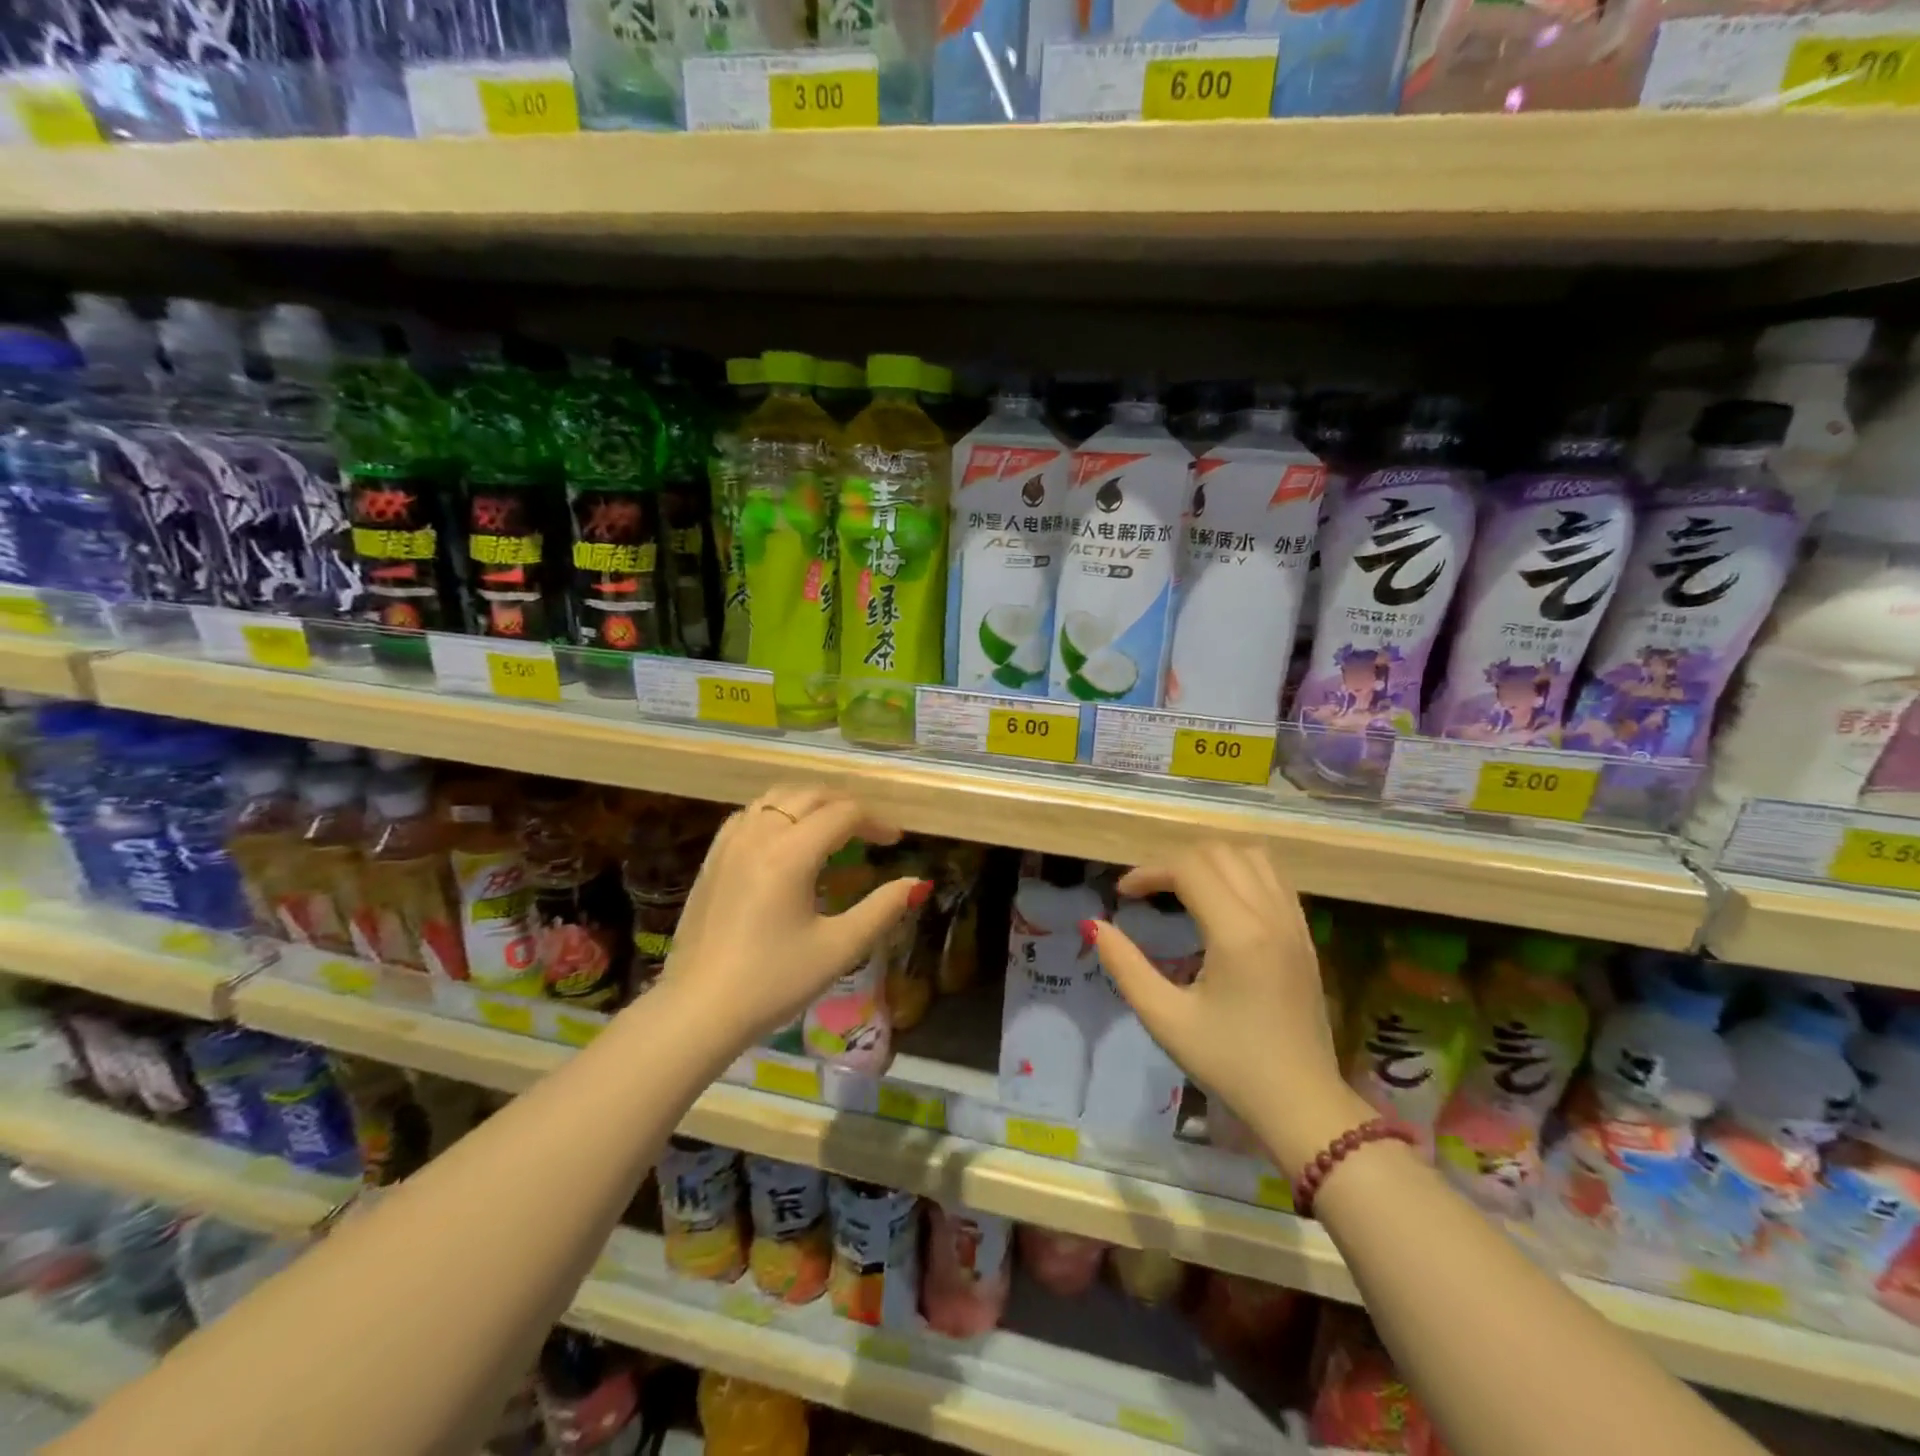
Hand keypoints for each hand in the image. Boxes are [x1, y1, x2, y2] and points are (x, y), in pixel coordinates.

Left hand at [653, 784, 927, 1049]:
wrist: (698, 1010)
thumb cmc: (773, 982)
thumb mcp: (838, 949)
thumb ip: (882, 909)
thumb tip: (917, 883)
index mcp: (791, 853)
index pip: (843, 814)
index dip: (876, 822)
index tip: (895, 842)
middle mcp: (759, 835)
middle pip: (810, 796)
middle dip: (846, 805)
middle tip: (870, 830)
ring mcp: (730, 844)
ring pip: (777, 798)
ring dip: (811, 802)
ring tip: (832, 826)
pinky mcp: (712, 858)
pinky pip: (750, 814)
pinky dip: (777, 812)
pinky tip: (785, 836)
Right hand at [1090, 843, 1371, 1172]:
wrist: (1301, 1104)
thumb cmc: (1230, 1064)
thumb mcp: (1166, 1019)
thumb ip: (1125, 967)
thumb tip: (1095, 925)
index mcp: (1237, 934)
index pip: (1189, 867)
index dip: (1148, 872)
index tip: (1123, 895)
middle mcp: (1270, 916)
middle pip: (1219, 852)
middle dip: (1176, 861)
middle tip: (1149, 891)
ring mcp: (1294, 923)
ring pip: (1252, 856)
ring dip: (1212, 860)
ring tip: (1183, 887)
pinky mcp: (1304, 935)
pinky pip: (1274, 878)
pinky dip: (1241, 872)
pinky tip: (1221, 901)